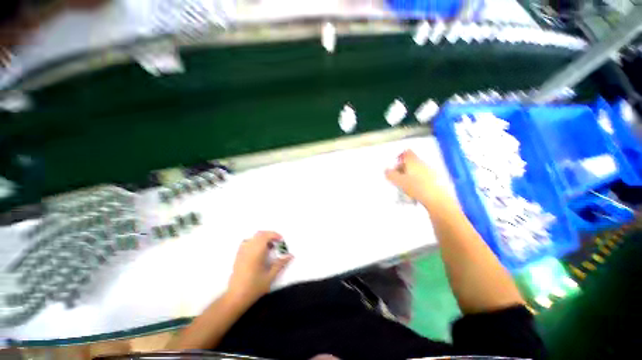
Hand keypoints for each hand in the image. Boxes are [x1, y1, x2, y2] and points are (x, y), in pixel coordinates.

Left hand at [226, 231, 292, 305]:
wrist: (235, 297)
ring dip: (262, 238)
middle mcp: (248, 249)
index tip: (281, 240)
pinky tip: (258, 251)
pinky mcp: (238, 256)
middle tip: (277, 242)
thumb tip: (290, 255)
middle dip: (269, 235)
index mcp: (256, 252)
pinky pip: (247, 243)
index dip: (275, 235)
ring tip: (269, 247)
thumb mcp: (270, 276)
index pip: (266, 236)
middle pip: (259, 234)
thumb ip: (280, 264)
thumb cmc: (254, 287)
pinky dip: (255, 242)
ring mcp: (242, 252)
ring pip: (253, 237)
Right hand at [385, 150, 441, 204]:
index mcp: (413, 161)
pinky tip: (415, 190)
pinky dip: (418, 180)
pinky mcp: (437, 179)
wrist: (437, 199)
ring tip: (405, 185)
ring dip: (410, 175)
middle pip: (411, 161)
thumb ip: (390, 174)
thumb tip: (386, 170)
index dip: (400, 157)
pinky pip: (424, 176)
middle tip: (397, 177)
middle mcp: (423, 163)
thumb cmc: (416, 187)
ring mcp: (431, 171)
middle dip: (403, 168)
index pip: (406, 153)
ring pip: (418, 169)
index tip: (395, 166)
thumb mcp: (399, 181)